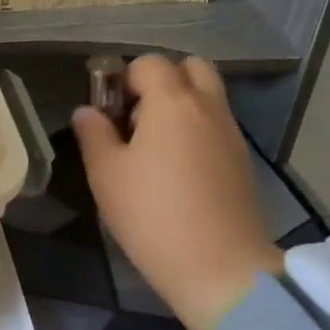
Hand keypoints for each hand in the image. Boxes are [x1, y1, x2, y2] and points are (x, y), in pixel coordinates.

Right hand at [73, 54, 282, 329]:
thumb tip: (87, 111)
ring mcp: (231, 134)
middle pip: (190, 68)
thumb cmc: (152, 215)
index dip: (123, 78)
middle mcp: (208, 107)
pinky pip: (217, 125)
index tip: (107, 111)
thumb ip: (94, 135)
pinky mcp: (242, 161)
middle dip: (161, 80)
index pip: (149, 63)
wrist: (219, 266)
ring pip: (207, 96)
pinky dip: (197, 129)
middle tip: (135, 117)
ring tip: (153, 146)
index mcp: (172, 102)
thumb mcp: (106, 175)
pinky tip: (177, 169)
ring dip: (181, 105)